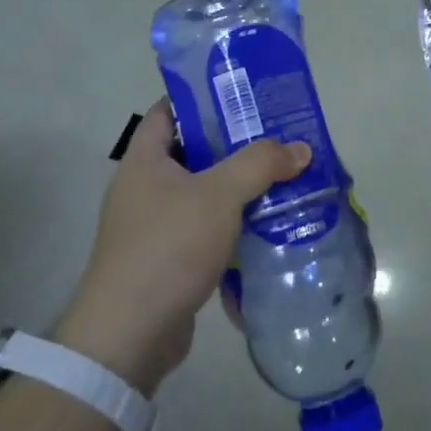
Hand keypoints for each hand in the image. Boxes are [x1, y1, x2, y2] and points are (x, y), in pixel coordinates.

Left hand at [55, 101, 309, 395]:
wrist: (129, 334)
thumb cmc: (168, 247)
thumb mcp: (219, 195)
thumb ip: (260, 164)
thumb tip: (300, 149)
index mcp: (144, 159)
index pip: (169, 110)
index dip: (204, 98)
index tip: (245, 97)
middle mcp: (144, 187)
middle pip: (193, 152)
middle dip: (235, 146)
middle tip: (278, 139)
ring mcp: (153, 226)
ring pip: (202, 194)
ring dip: (238, 190)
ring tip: (283, 180)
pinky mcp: (166, 260)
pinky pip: (204, 231)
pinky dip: (231, 227)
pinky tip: (266, 228)